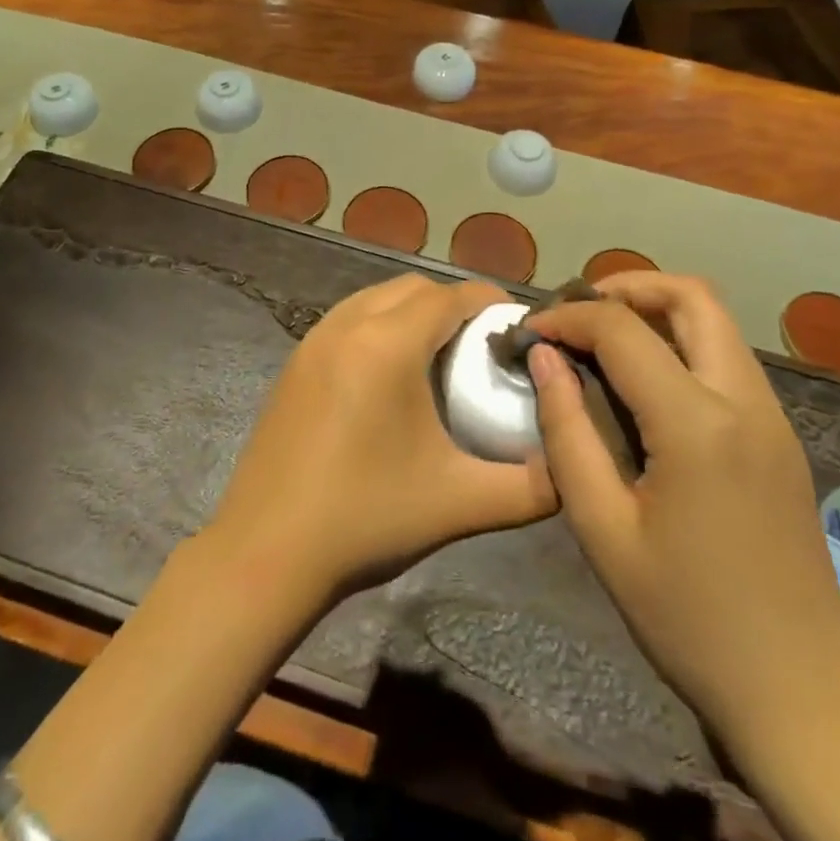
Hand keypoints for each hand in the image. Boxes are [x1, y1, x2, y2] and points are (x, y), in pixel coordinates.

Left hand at [205, 275, 557, 607]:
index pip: (452, 296)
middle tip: (484, 346)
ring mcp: (313, 339)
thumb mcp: (460, 502)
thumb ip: (532, 485)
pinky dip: (380, 324)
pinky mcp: (295, 361)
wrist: (265, 553)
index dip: (491, 302)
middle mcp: (347, 325)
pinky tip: (392, 374)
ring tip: (442, 355)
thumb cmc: (366, 518)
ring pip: (377, 298)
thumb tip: (574, 469)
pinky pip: (349, 319)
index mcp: (388, 344)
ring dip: (414, 312)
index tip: (519, 327)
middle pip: (414, 288)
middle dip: (455, 304)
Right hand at [526, 272, 839, 742]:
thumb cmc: (688, 617)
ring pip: (716, 322)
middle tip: (577, 314)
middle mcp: (744, 400)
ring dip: (657, 311)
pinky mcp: (781, 435)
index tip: (529, 331)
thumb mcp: (603, 530)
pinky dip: (682, 343)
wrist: (799, 692)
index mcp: (697, 423)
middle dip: (626, 287)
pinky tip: (645, 383)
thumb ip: (567, 432)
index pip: (622, 330)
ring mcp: (772, 415)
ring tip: (602, 341)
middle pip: (691, 296)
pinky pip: (728, 358)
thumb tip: (544, 357)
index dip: (567, 317)